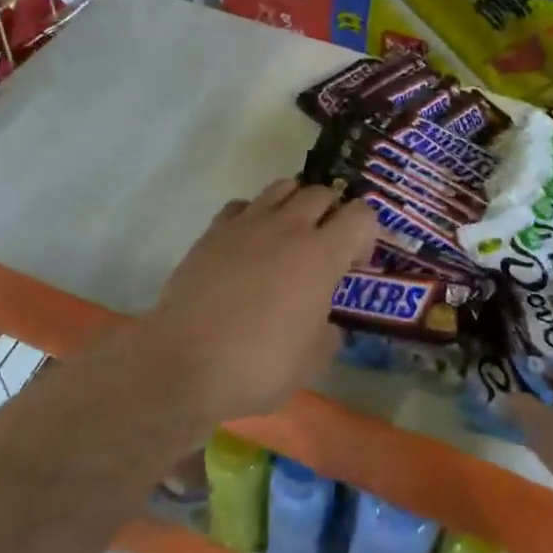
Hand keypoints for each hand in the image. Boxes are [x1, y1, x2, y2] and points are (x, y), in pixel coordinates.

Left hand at [134, 178, 377, 426]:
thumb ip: (329, 332)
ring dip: (295, 204)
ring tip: (288, 237)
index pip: (361, 215)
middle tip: (325, 248)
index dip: (367, 234)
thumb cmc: (258, 366)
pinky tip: (249, 244)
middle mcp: (288, 227)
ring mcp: (247, 224)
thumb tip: (326, 321)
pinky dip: (254, 215)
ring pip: (282, 187)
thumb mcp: (312, 360)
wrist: (185, 364)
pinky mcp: (213, 231)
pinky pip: (243, 205)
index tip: (355, 264)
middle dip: (332, 213)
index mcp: (321, 254)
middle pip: (321, 192)